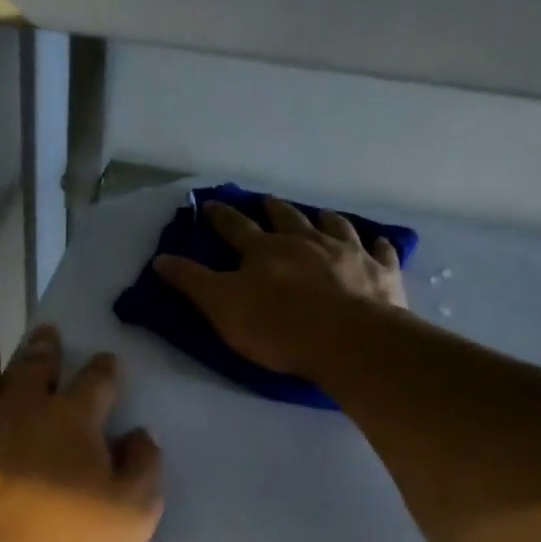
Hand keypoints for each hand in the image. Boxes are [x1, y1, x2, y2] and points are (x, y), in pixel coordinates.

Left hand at [0, 326, 163, 541]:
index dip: (105, 368)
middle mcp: (19, 407)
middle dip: (45, 347)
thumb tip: (140, 434)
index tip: (108, 361)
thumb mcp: (133, 516)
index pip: (96, 380)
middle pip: (34, 364)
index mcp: (72, 418)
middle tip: (47, 332)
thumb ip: (144, 468)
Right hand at [154, 197, 404, 377]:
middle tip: (267, 201)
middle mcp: (306, 242)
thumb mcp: (222, 306)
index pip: (235, 228)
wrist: (347, 340)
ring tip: (321, 214)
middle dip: (273, 210)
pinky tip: (378, 241)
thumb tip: (161, 259)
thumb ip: (192, 282)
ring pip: (334, 227)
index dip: (220, 217)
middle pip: (287, 219)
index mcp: (264, 250)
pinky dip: (377, 245)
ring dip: (324, 219)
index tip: (211, 204)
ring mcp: (347, 253)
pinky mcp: (379, 273)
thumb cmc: (277, 326)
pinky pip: (379, 252)